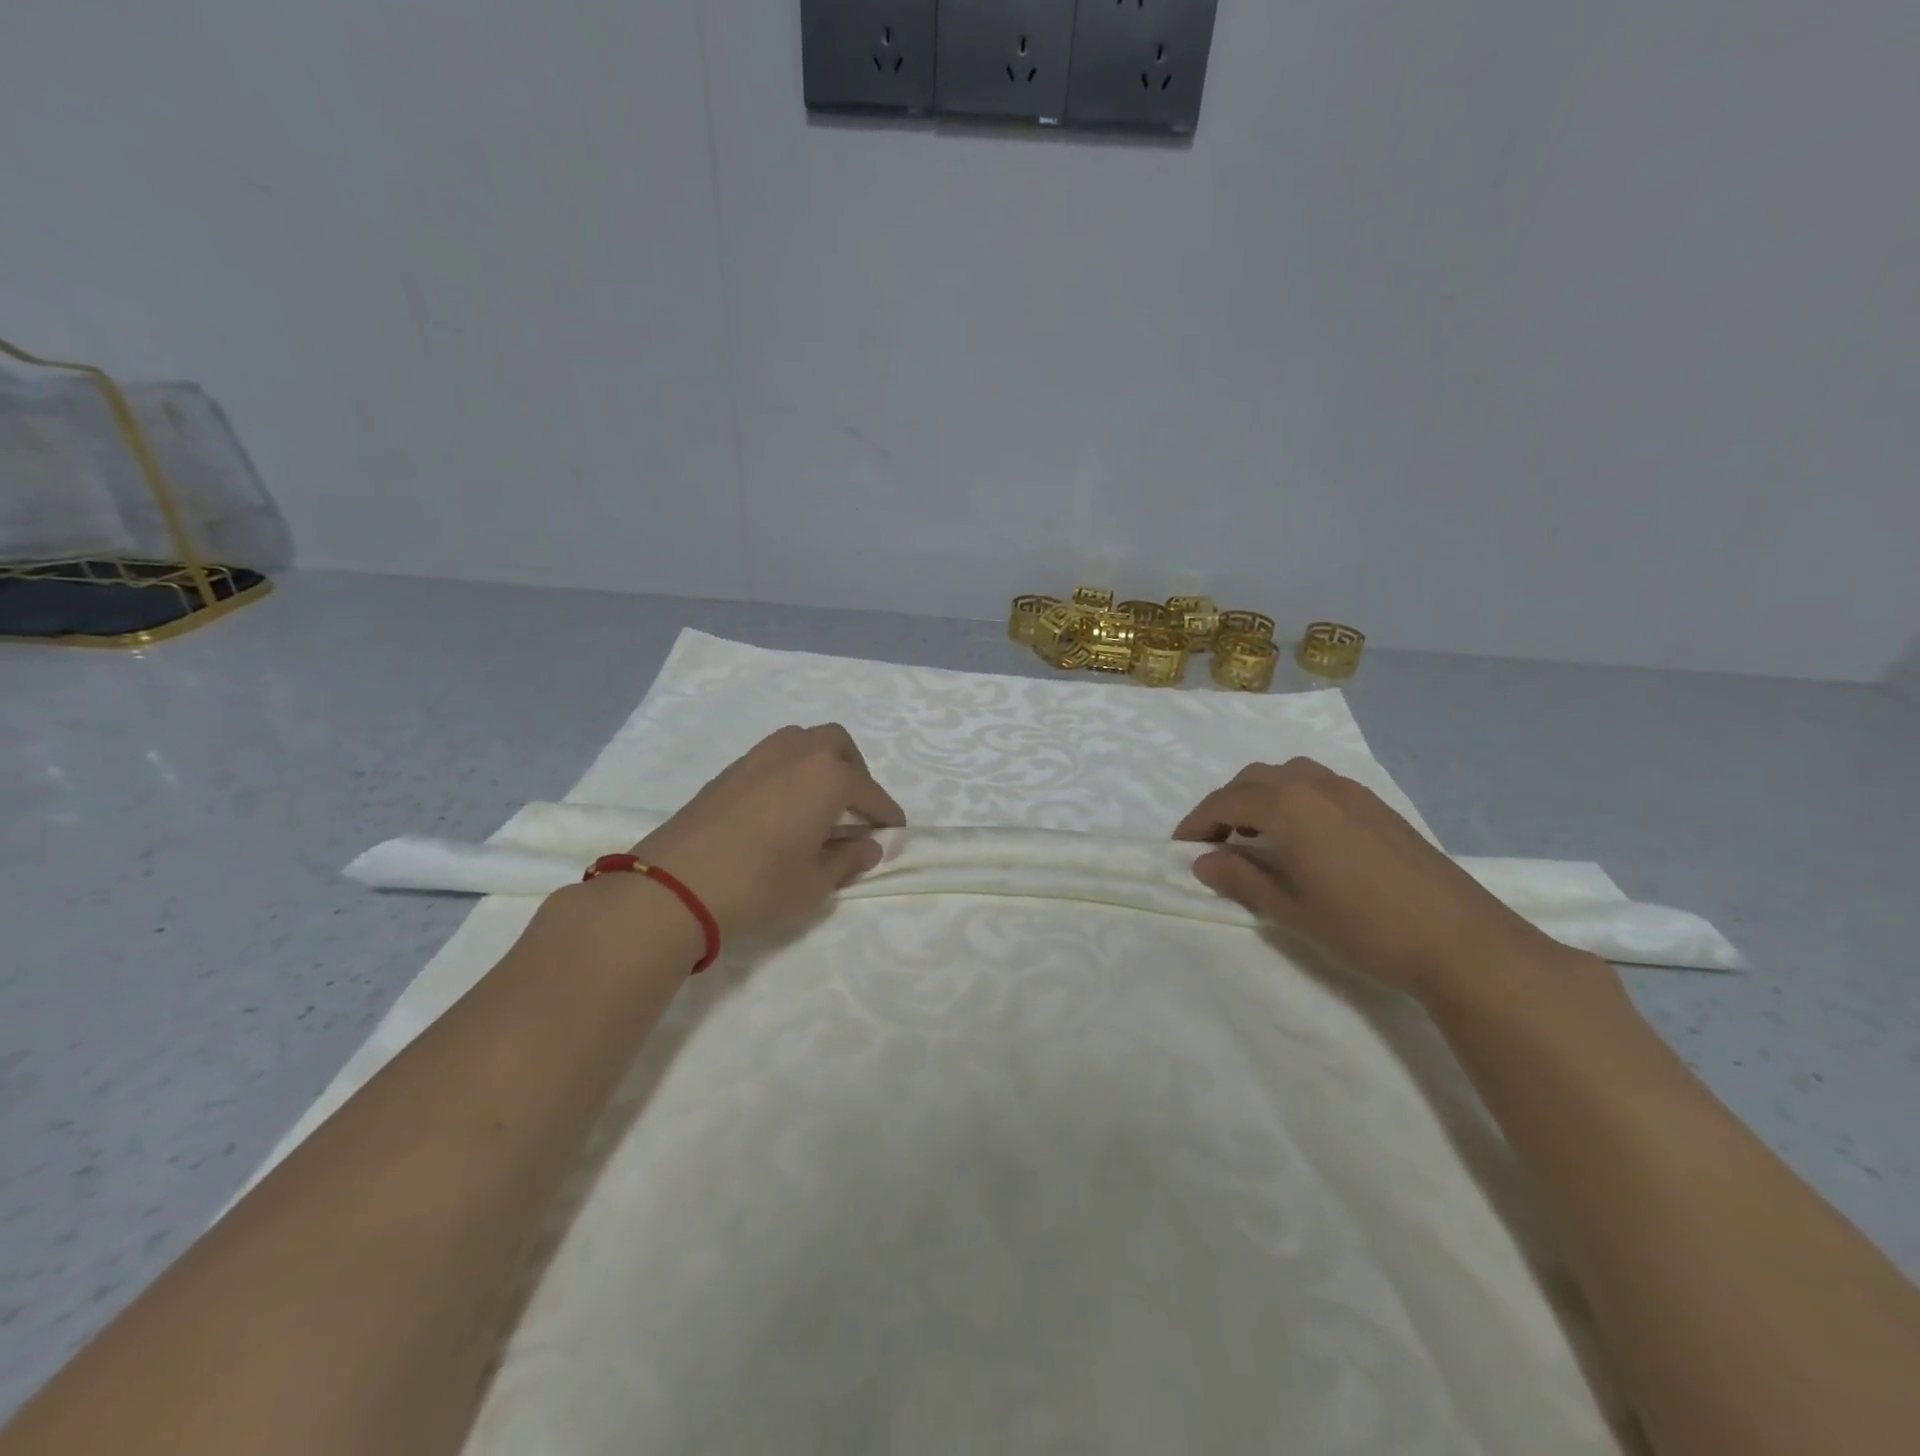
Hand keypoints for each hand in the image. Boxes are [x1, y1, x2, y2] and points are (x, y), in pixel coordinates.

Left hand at [626, 723, 904, 939]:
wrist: (674, 886)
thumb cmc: (758, 885)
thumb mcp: (814, 883)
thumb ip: (847, 859)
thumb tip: (868, 846)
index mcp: (826, 777)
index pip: (869, 789)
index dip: (885, 811)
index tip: (894, 828)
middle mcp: (796, 755)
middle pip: (836, 744)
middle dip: (855, 769)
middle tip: (855, 807)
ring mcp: (757, 758)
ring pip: (801, 740)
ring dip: (820, 761)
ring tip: (820, 800)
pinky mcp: (728, 771)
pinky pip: (773, 755)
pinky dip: (790, 769)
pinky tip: (783, 805)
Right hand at [1175, 758, 1571, 1005]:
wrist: (1462, 941)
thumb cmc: (1365, 928)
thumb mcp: (1291, 910)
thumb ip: (1241, 879)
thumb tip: (1203, 862)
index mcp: (1288, 807)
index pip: (1225, 803)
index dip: (1196, 823)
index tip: (1180, 848)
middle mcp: (1315, 786)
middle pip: (1252, 780)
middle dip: (1224, 806)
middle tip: (1213, 843)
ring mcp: (1350, 791)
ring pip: (1286, 775)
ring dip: (1258, 797)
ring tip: (1254, 836)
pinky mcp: (1375, 804)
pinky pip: (1316, 784)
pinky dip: (1290, 798)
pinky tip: (1299, 836)